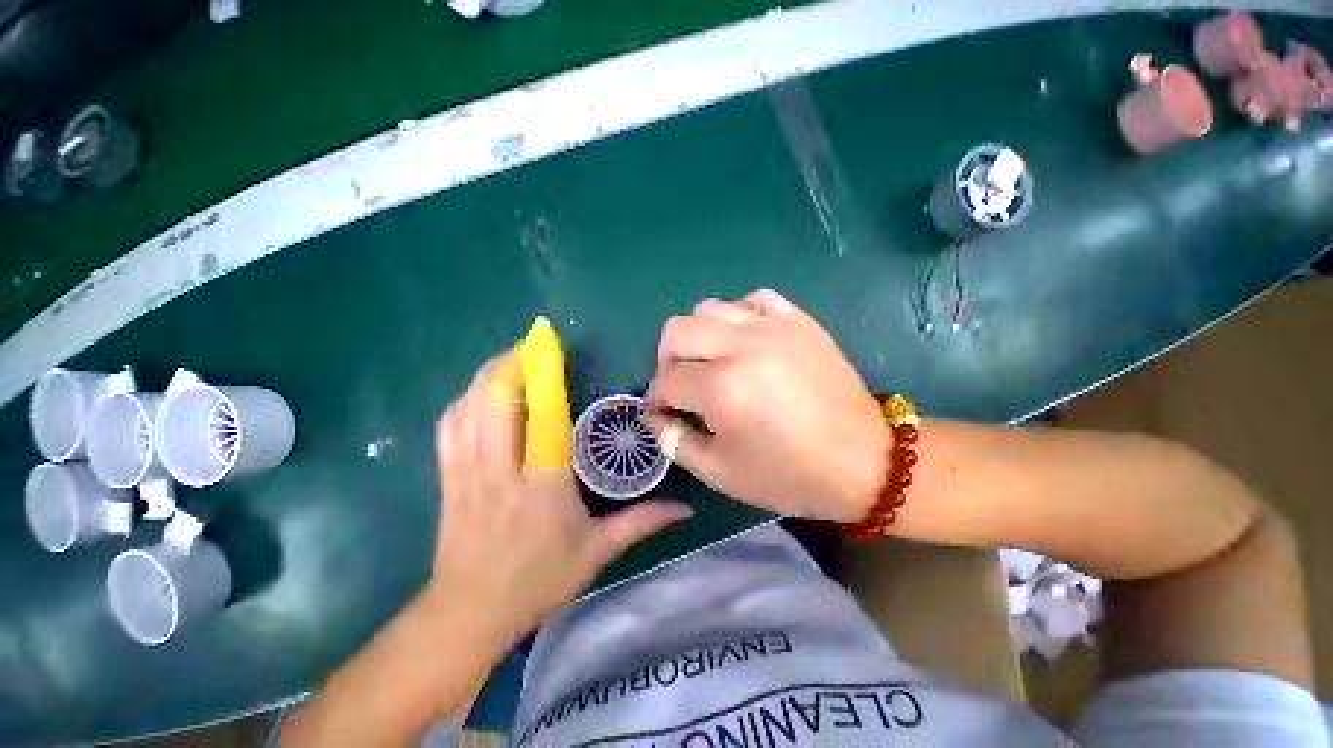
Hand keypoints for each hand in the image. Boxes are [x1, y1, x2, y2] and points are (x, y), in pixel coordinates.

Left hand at [431, 350, 690, 639]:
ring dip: (487, 377)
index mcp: (543, 487)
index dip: (545, 379)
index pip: (543, 420)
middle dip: (510, 365)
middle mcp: (502, 472)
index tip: (551, 350)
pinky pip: (449, 428)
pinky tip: (478, 392)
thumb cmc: (538, 581)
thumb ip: (641, 522)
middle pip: (496, 404)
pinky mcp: (448, 478)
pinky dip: (464, 401)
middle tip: (530, 346)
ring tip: (508, 359)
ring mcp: (468, 473)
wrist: (469, 613)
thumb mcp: (597, 552)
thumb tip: (685, 507)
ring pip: (469, 410)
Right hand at [644, 290, 886, 522]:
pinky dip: (738, 316)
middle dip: (666, 360)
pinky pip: (753, 300)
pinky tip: (744, 341)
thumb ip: (677, 443)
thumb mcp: (721, 473)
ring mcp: (772, 327)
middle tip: (679, 385)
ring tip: (710, 362)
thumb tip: (656, 418)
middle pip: (676, 330)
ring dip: (698, 336)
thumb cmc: (789, 475)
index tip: (661, 413)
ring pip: (709, 307)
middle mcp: (741, 347)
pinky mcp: (798, 321)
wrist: (864, 460)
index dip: (655, 399)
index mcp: (721, 388)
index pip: (665, 380)